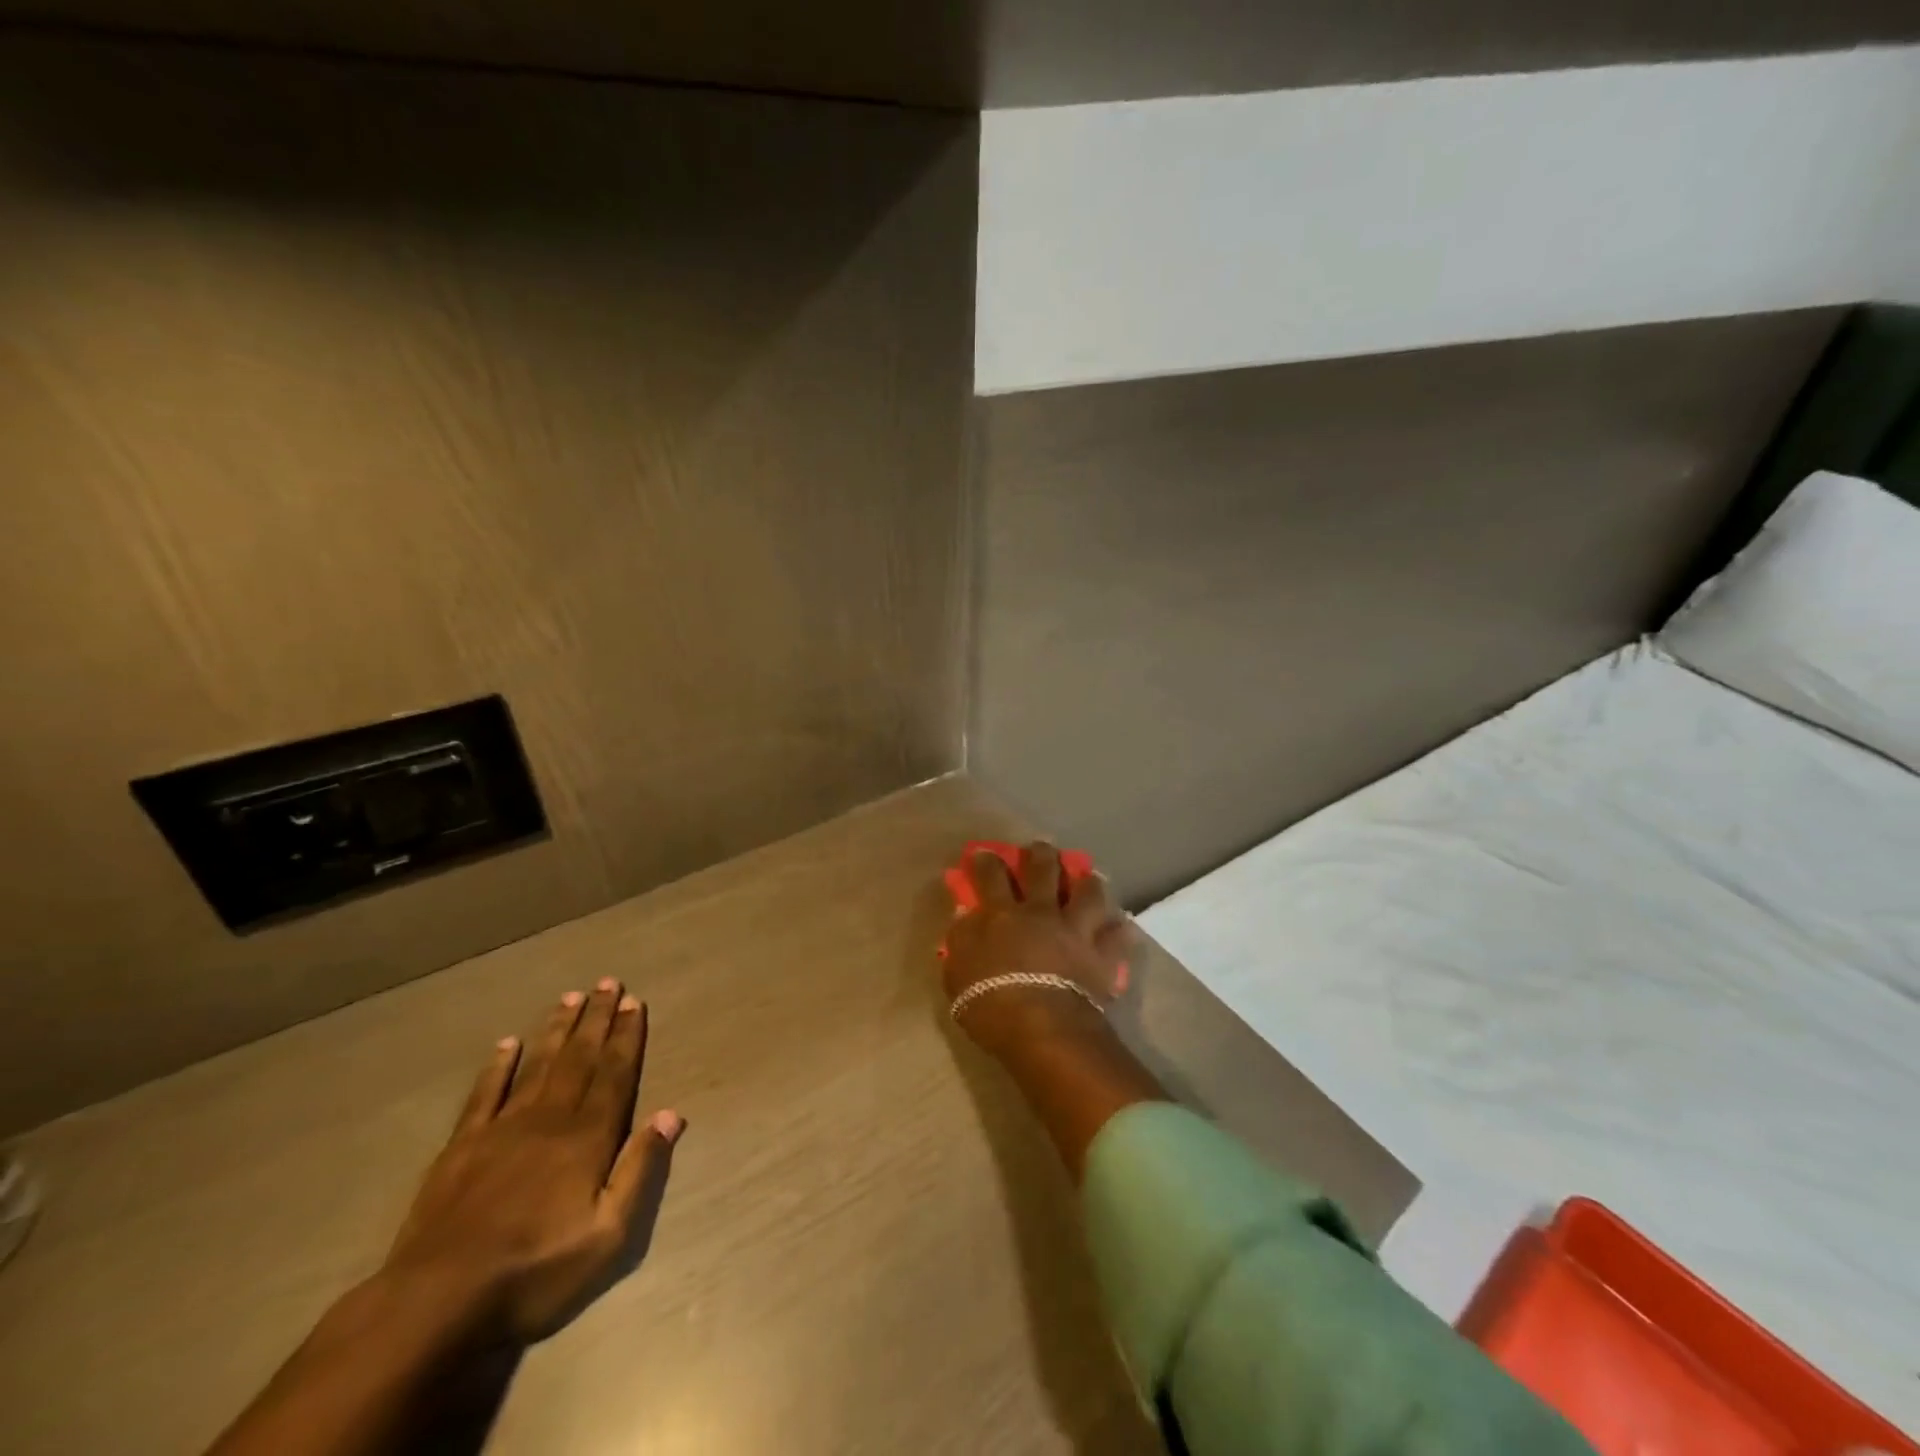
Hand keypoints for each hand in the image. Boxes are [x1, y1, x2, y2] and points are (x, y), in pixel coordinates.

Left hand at [382, 978, 684, 1346]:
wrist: (436, 1301)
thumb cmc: (534, 1270)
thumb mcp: (607, 1235)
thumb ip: (640, 1170)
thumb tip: (671, 1114)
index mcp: (587, 1138)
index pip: (614, 1074)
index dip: (626, 1037)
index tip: (634, 1002)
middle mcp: (549, 1119)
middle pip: (579, 1059)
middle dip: (596, 1019)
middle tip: (607, 983)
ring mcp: (502, 1129)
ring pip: (538, 1066)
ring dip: (557, 1030)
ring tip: (570, 997)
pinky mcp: (461, 1147)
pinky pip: (484, 1095)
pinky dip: (497, 1067)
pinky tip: (507, 1043)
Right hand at [944, 842, 1131, 1052]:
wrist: (1043, 1028)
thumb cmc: (990, 1003)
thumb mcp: (957, 974)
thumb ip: (961, 940)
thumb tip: (965, 916)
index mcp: (1000, 915)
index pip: (990, 875)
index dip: (986, 860)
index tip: (984, 853)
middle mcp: (1040, 912)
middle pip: (1043, 870)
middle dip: (1040, 855)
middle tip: (1040, 849)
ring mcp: (1075, 930)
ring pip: (1088, 893)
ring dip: (1087, 882)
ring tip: (1089, 878)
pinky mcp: (1101, 954)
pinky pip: (1117, 937)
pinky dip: (1120, 930)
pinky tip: (1122, 926)